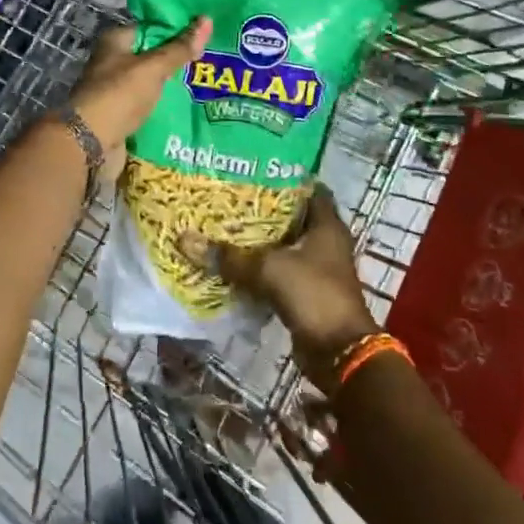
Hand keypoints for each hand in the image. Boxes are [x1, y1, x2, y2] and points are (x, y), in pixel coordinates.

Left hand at [66, 17, 210, 183]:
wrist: (90, 143)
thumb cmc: (119, 95)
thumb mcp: (153, 67)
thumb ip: (179, 48)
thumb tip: (207, 19)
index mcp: (115, 42)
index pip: (151, 27)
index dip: (177, 28)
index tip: (205, 32)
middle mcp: (113, 63)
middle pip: (152, 55)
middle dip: (179, 59)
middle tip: (213, 59)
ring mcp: (117, 90)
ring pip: (152, 82)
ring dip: (174, 85)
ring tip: (207, 83)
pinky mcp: (122, 115)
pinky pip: (150, 105)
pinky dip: (166, 106)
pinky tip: (192, 106)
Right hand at [215, 188, 379, 388]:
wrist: (338, 352)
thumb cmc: (313, 294)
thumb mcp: (269, 269)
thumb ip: (230, 256)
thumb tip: (184, 239)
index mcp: (327, 224)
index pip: (309, 188)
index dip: (285, 177)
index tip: (254, 170)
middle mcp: (326, 241)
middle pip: (293, 217)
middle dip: (264, 209)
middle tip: (230, 197)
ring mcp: (318, 268)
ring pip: (285, 245)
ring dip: (260, 240)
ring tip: (225, 225)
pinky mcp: (307, 291)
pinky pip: (279, 271)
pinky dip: (260, 267)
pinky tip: (233, 261)